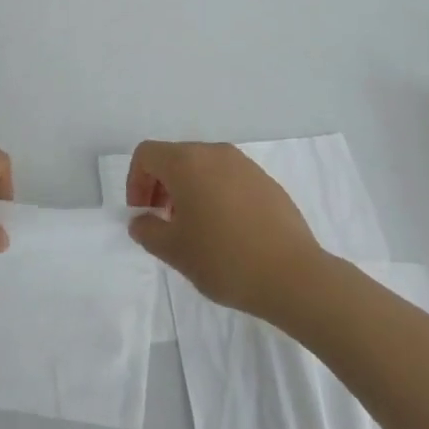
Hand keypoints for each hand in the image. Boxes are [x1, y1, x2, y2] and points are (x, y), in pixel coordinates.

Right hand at [125, 141, 324, 318]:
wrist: (293, 275)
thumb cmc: (224, 259)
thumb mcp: (175, 251)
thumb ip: (148, 231)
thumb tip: (141, 220)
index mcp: (188, 162)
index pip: (147, 154)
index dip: (135, 181)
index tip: (142, 214)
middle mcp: (215, 153)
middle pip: (175, 157)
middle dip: (160, 186)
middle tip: (163, 223)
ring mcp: (244, 164)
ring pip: (203, 167)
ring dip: (188, 190)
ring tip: (194, 229)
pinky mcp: (266, 181)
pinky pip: (228, 178)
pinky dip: (215, 194)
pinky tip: (226, 231)